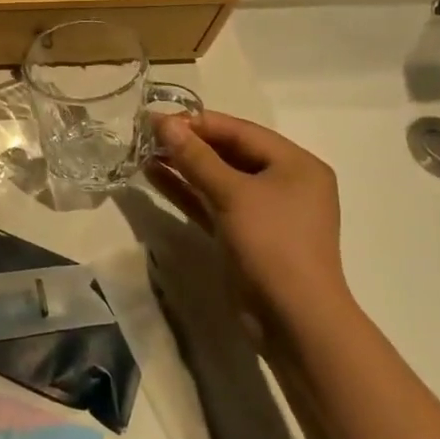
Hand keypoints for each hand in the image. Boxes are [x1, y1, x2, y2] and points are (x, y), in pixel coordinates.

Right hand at [150, 111, 353, 332]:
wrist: (294, 320)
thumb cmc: (272, 244)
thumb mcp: (232, 194)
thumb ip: (196, 157)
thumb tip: (164, 123)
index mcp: (295, 164)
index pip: (240, 130)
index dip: (197, 122)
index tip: (157, 118)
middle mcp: (284, 182)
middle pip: (229, 152)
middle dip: (188, 143)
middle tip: (147, 134)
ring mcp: (264, 210)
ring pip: (218, 178)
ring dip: (183, 165)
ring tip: (144, 151)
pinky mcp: (245, 234)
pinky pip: (213, 202)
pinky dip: (187, 190)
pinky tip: (155, 175)